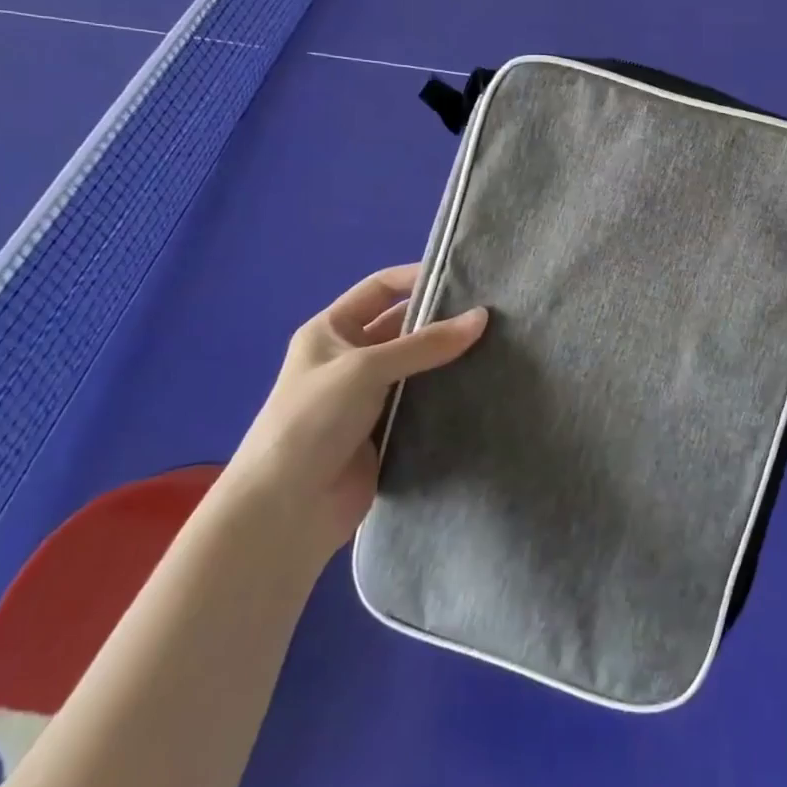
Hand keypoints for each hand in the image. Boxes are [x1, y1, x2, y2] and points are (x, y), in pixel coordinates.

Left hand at [226, 264, 486, 557]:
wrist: (287, 509)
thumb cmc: (313, 419)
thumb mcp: (365, 368)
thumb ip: (425, 344)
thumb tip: (482, 317)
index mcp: (331, 331)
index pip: (381, 289)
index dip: (417, 278)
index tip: (465, 277)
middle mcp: (350, 358)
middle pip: (403, 327)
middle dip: (442, 320)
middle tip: (493, 314)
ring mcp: (369, 397)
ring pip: (418, 366)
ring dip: (449, 359)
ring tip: (499, 344)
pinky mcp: (386, 431)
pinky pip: (423, 403)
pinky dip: (447, 394)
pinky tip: (483, 385)